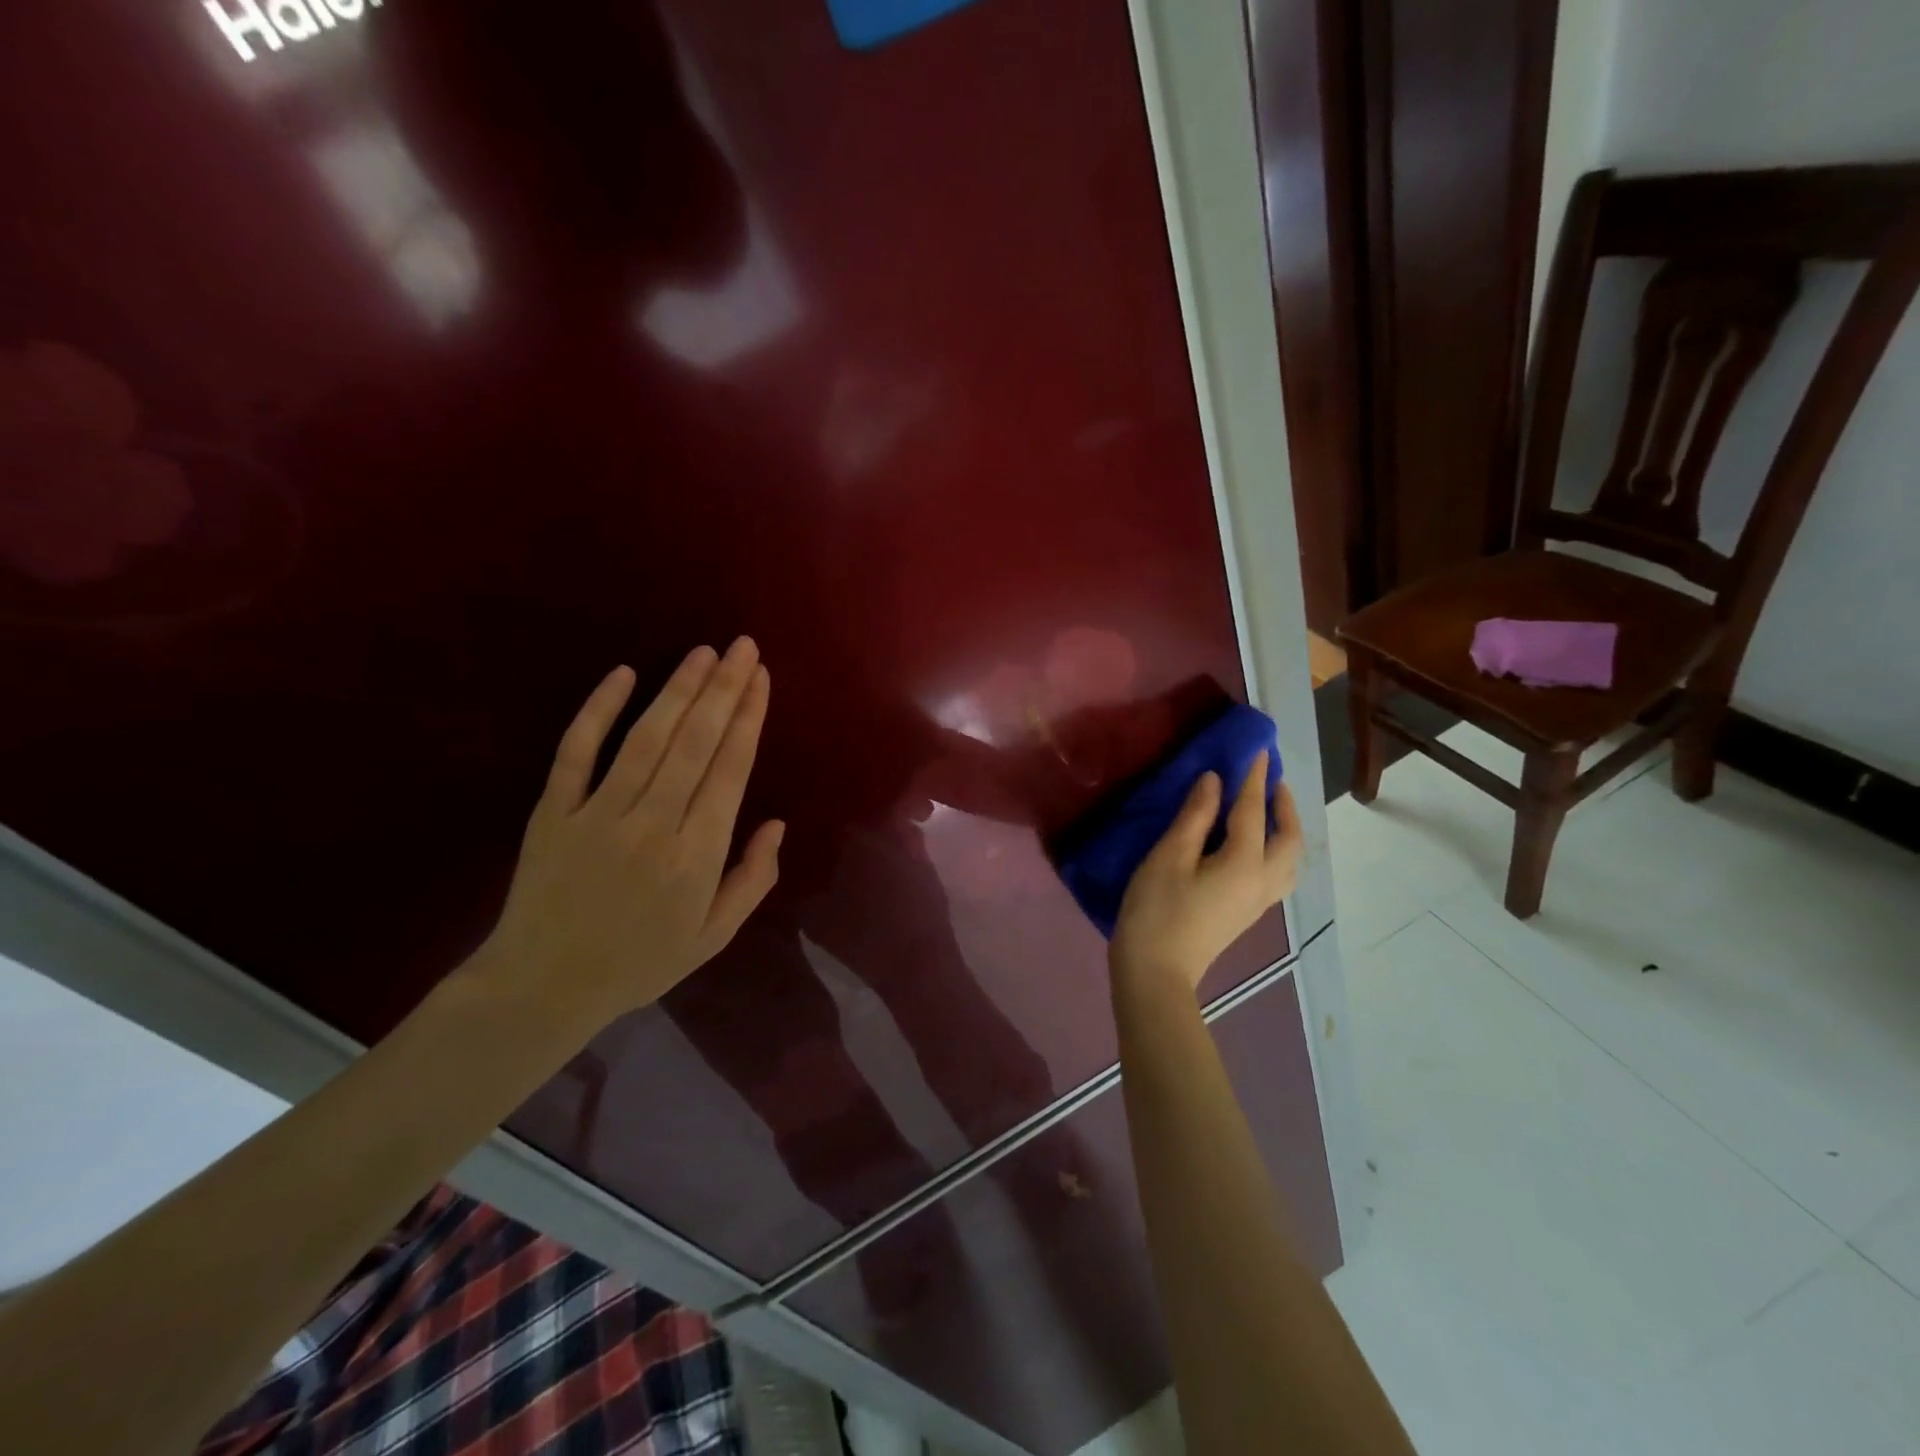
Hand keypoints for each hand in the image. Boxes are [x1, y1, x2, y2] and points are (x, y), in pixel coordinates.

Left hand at [470, 639, 783, 1029]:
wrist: (543, 987)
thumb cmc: (640, 962)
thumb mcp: (713, 936)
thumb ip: (752, 879)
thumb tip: (778, 823)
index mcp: (697, 856)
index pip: (730, 770)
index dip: (749, 718)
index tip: (761, 678)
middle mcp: (653, 825)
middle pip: (695, 743)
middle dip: (724, 689)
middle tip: (743, 646)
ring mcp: (599, 815)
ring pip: (646, 738)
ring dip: (678, 690)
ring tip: (703, 652)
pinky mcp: (554, 812)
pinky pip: (576, 752)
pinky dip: (598, 711)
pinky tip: (623, 674)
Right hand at [1110, 752, 1300, 996]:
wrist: (1155, 973)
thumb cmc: (1156, 911)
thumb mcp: (1169, 857)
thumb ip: (1195, 816)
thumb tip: (1215, 781)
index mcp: (1244, 864)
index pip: (1253, 811)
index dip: (1253, 778)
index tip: (1257, 750)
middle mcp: (1262, 882)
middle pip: (1289, 839)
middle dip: (1284, 806)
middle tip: (1269, 781)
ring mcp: (1258, 902)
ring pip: (1289, 861)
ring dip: (1286, 830)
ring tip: (1269, 811)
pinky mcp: (1246, 913)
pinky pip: (1278, 874)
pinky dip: (1277, 850)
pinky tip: (1255, 845)